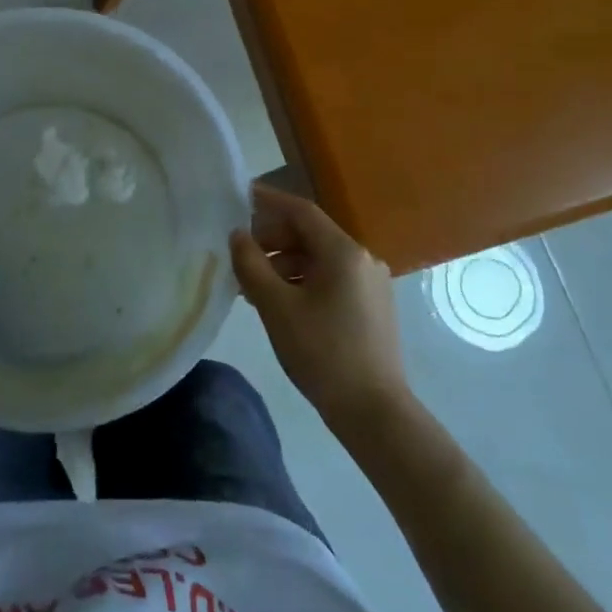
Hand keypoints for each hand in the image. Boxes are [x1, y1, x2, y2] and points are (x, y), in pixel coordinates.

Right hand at [230, 184, 409, 434]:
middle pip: (310, 234)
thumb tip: (237, 235)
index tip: (239, 198)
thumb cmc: (322, 353)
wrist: (375, 413)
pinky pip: (331, 279)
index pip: (301, 211)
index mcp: (343, 251)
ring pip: (319, 259)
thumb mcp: (276, 307)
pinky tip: (281, 303)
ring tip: (253, 286)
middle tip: (240, 254)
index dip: (268, 201)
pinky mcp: (372, 307)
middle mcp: (362, 258)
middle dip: (272, 239)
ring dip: (285, 264)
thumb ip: (251, 264)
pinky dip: (303, 281)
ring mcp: (371, 283)